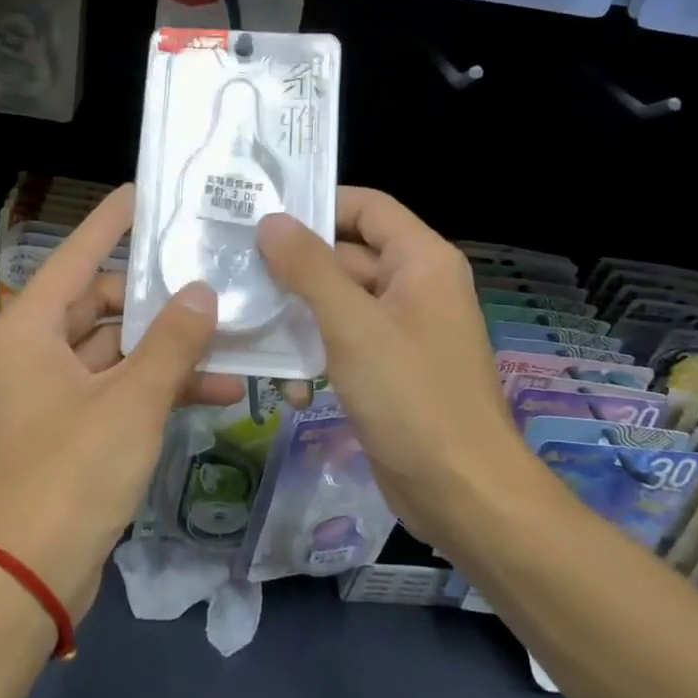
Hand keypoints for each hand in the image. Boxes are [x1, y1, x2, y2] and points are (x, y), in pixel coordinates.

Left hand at [0, 185, 243, 621]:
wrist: (23, 577)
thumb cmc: (69, 474)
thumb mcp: (131, 402)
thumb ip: (171, 343)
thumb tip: (202, 292)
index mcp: (31, 328)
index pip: (78, 254)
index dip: (113, 222)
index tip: (147, 192)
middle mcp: (35, 350)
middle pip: (102, 305)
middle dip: (159, 302)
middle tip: (216, 281)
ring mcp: (51, 392)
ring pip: (117, 352)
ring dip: (168, 351)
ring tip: (232, 340)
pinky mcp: (70, 429)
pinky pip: (118, 390)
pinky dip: (156, 390)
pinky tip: (214, 393)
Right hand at [256, 189, 537, 539]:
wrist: (461, 492)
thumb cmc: (411, 397)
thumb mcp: (353, 326)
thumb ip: (309, 268)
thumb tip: (271, 221)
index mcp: (421, 262)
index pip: (366, 207)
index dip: (317, 205)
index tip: (260, 217)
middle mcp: (414, 286)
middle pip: (345, 255)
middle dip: (293, 268)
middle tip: (236, 272)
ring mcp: (400, 330)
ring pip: (337, 303)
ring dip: (297, 317)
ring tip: (250, 329)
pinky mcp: (386, 368)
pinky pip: (342, 342)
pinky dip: (314, 355)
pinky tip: (288, 387)